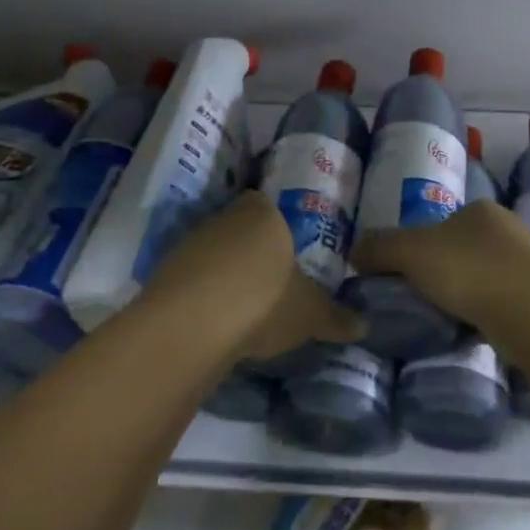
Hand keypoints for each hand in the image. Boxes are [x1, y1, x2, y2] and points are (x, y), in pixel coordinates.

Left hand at [145, 191, 364, 362]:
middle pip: (240, 227)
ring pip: (214, 251)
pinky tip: (212, 320)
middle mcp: (225, 216)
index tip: (286, 254)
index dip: (278, 228)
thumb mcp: (310, 313)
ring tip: (240, 307)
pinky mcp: (165, 269)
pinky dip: (201, 292)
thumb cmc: (264, 300)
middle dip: (251, 250)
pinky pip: (191, 276)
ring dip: (223, 272)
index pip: (269, 206)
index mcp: (263, 212)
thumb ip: (335, 316)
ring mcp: (191, 241)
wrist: (193, 322)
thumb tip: (364, 324)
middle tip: (268, 282)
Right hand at [350, 200, 529, 334]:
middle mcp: (509, 230)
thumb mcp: (410, 252)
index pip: (443, 224)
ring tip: (446, 320)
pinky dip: (486, 316)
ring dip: (468, 296)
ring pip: (486, 279)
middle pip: (464, 250)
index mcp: (480, 211)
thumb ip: (380, 248)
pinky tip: (473, 332)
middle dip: (445, 272)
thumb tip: (354, 252)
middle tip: (422, 299)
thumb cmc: (469, 269)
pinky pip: (503, 305)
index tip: (407, 274)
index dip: (421, 247)